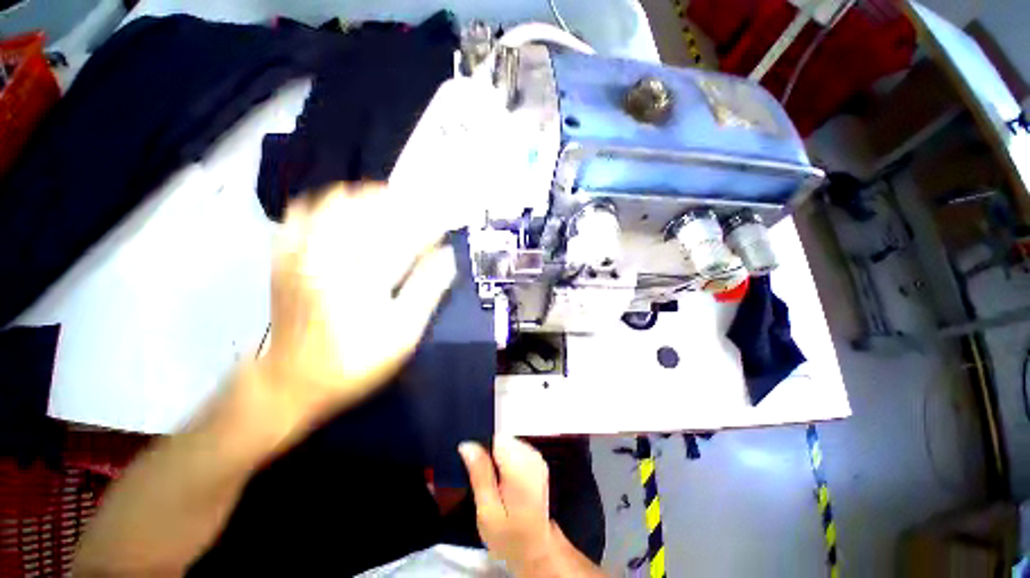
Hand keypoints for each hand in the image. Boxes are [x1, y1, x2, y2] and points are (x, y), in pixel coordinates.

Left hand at [254, 182, 456, 425]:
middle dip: (403, 204)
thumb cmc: (355, 361)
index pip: (405, 237)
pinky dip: (330, 201)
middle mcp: (329, 257)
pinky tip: (348, 206)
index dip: (430, 225)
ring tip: (391, 200)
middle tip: (423, 207)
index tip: (446, 222)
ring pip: (337, 201)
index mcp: (363, 279)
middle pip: (372, 210)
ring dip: (369, 196)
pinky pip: (302, 210)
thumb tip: (448, 257)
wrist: (291, 380)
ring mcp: (300, 252)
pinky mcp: (283, 254)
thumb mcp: (402, 335)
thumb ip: (427, 291)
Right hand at [459, 437, 556, 572]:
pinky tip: (506, 482)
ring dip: (498, 459)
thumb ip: (479, 474)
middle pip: (502, 440)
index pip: (495, 439)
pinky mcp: (537, 460)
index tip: (477, 473)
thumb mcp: (487, 511)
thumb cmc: (508, 535)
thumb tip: (467, 445)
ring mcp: (537, 457)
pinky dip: (507, 461)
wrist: (535, 548)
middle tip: (487, 485)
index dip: (482, 452)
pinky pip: (515, 449)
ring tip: (496, 486)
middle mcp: (531, 455)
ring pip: (507, 443)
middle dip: (490, 457)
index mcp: (519, 466)